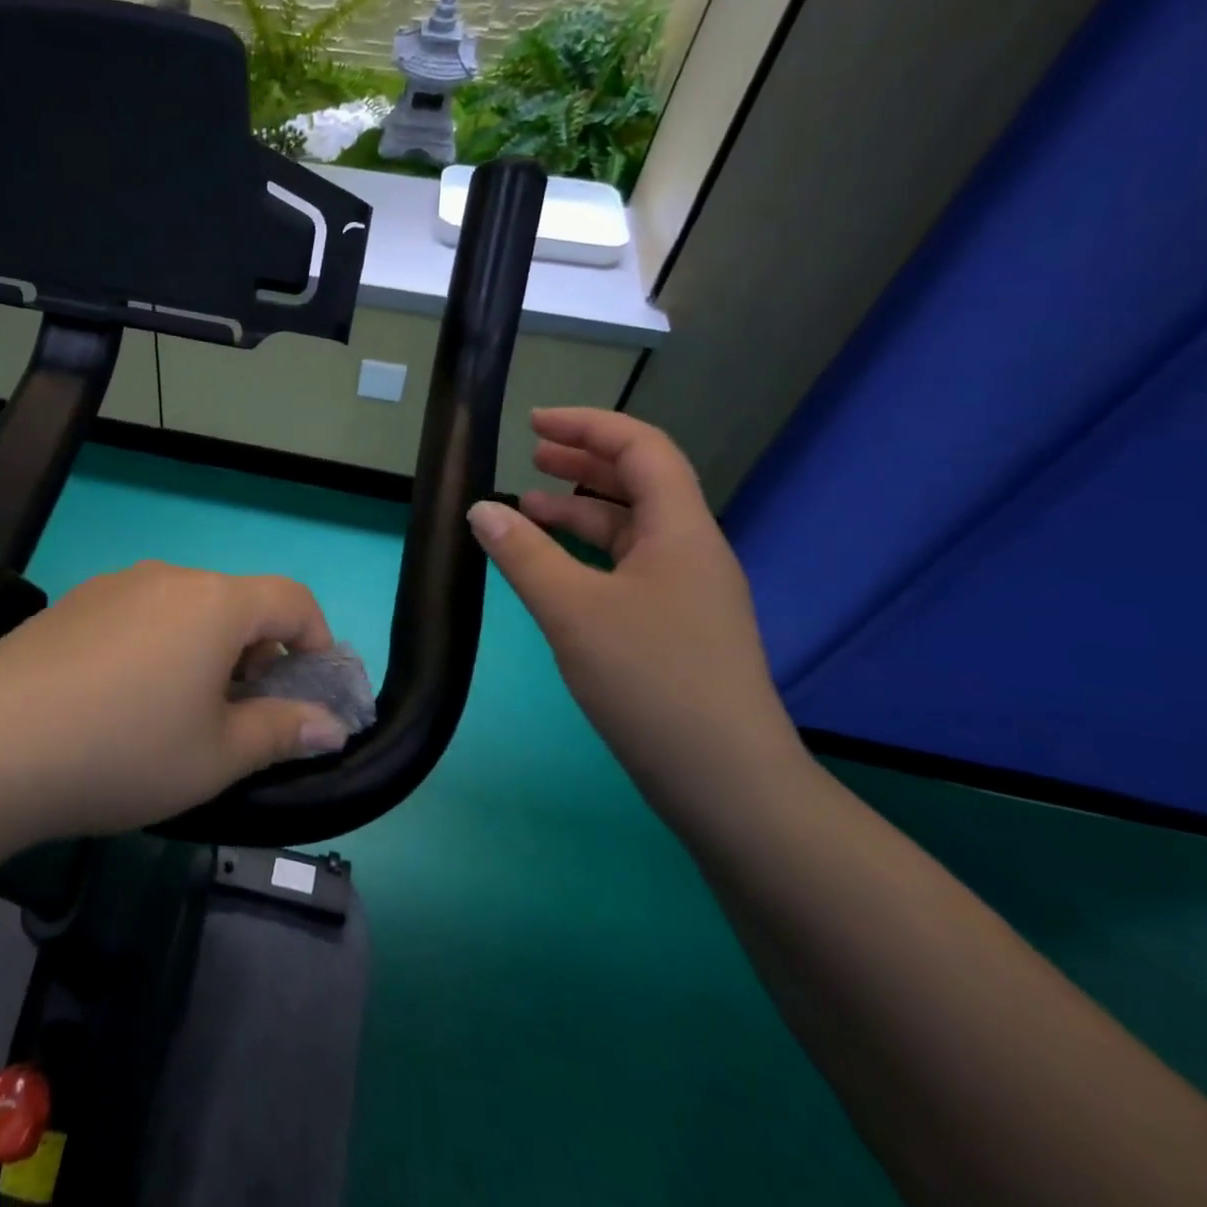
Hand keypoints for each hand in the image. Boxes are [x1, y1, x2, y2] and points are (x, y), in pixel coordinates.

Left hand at [0, 562, 350, 845]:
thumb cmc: (124, 750)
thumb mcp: (216, 756)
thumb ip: (282, 732)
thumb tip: (330, 725)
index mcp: (216, 603)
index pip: (292, 599)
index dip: (316, 640)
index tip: (310, 689)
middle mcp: (170, 577)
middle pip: (237, 602)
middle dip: (258, 653)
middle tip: (243, 714)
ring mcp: (115, 585)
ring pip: (186, 608)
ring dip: (206, 649)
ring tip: (181, 711)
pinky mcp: (74, 602)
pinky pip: (140, 614)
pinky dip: (159, 645)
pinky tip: (122, 699)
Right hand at [467, 408, 804, 819]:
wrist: (726, 782)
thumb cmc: (651, 681)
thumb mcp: (573, 611)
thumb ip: (524, 555)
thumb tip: (480, 509)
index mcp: (680, 530)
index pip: (641, 449)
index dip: (588, 426)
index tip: (534, 423)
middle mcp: (691, 550)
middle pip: (640, 483)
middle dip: (584, 462)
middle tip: (531, 455)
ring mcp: (687, 591)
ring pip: (632, 528)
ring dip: (582, 510)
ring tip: (528, 509)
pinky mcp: (676, 626)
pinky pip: (629, 567)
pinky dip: (589, 553)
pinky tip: (555, 569)